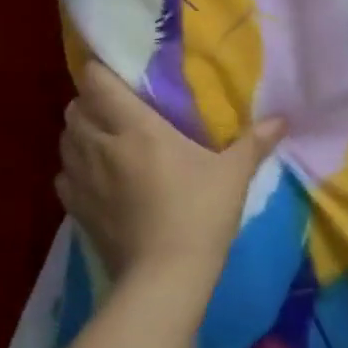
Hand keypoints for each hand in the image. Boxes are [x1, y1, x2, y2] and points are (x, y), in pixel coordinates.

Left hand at [55, 62, 285, 287]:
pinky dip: (74, 169)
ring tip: (105, 139)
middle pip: (75, 108)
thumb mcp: (233, 174)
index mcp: (136, 127)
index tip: (117, 71)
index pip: (97, 82)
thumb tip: (283, 119)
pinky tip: (96, 177)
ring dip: (80, 133)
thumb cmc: (200, 213)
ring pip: (65, 139)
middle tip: (117, 107)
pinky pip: (64, 176)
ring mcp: (83, 179)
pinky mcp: (76, 210)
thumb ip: (255, 142)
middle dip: (90, 102)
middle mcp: (101, 145)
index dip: (100, 71)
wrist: (165, 276)